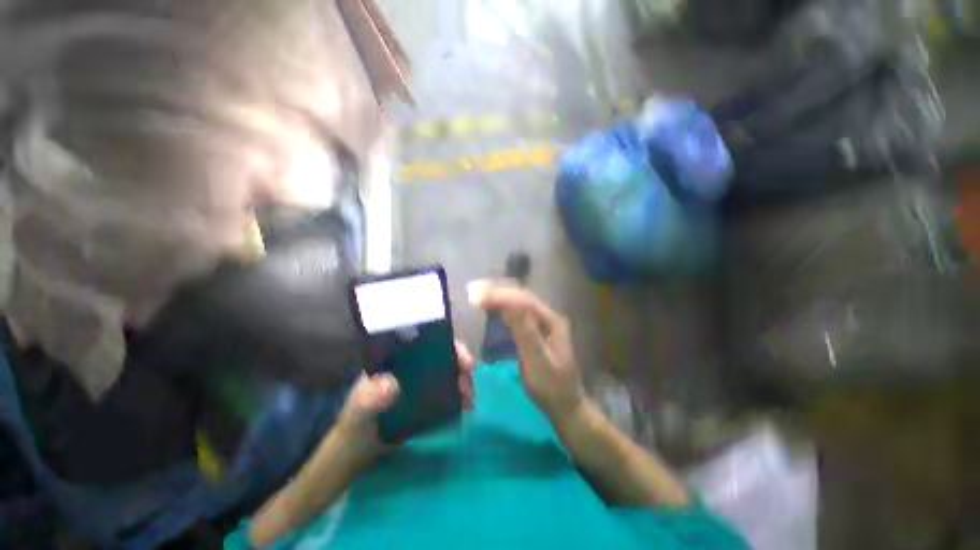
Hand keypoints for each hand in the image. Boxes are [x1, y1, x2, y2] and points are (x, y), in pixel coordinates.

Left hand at [335, 341, 476, 458]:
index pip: (425, 341)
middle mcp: (413, 365)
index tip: (460, 354)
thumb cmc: (356, 422)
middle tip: (470, 372)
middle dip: (460, 360)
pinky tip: (466, 407)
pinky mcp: (428, 400)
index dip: (446, 342)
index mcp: (397, 358)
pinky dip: (460, 397)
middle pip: (443, 354)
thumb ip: (369, 398)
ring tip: (469, 398)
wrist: (358, 451)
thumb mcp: (359, 410)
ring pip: (450, 373)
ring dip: (463, 380)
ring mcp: (422, 382)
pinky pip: (449, 393)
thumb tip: (391, 384)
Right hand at [469, 282, 584, 420]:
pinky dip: (503, 306)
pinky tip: (493, 306)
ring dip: (499, 296)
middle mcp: (549, 316)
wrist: (566, 405)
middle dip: (497, 291)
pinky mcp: (537, 330)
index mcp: (552, 321)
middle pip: (521, 296)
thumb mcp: (538, 362)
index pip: (523, 301)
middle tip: (473, 291)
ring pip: (519, 301)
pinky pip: (518, 311)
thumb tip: (508, 305)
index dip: (500, 296)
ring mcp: (543, 322)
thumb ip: (525, 332)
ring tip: (478, 294)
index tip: (476, 297)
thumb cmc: (551, 387)